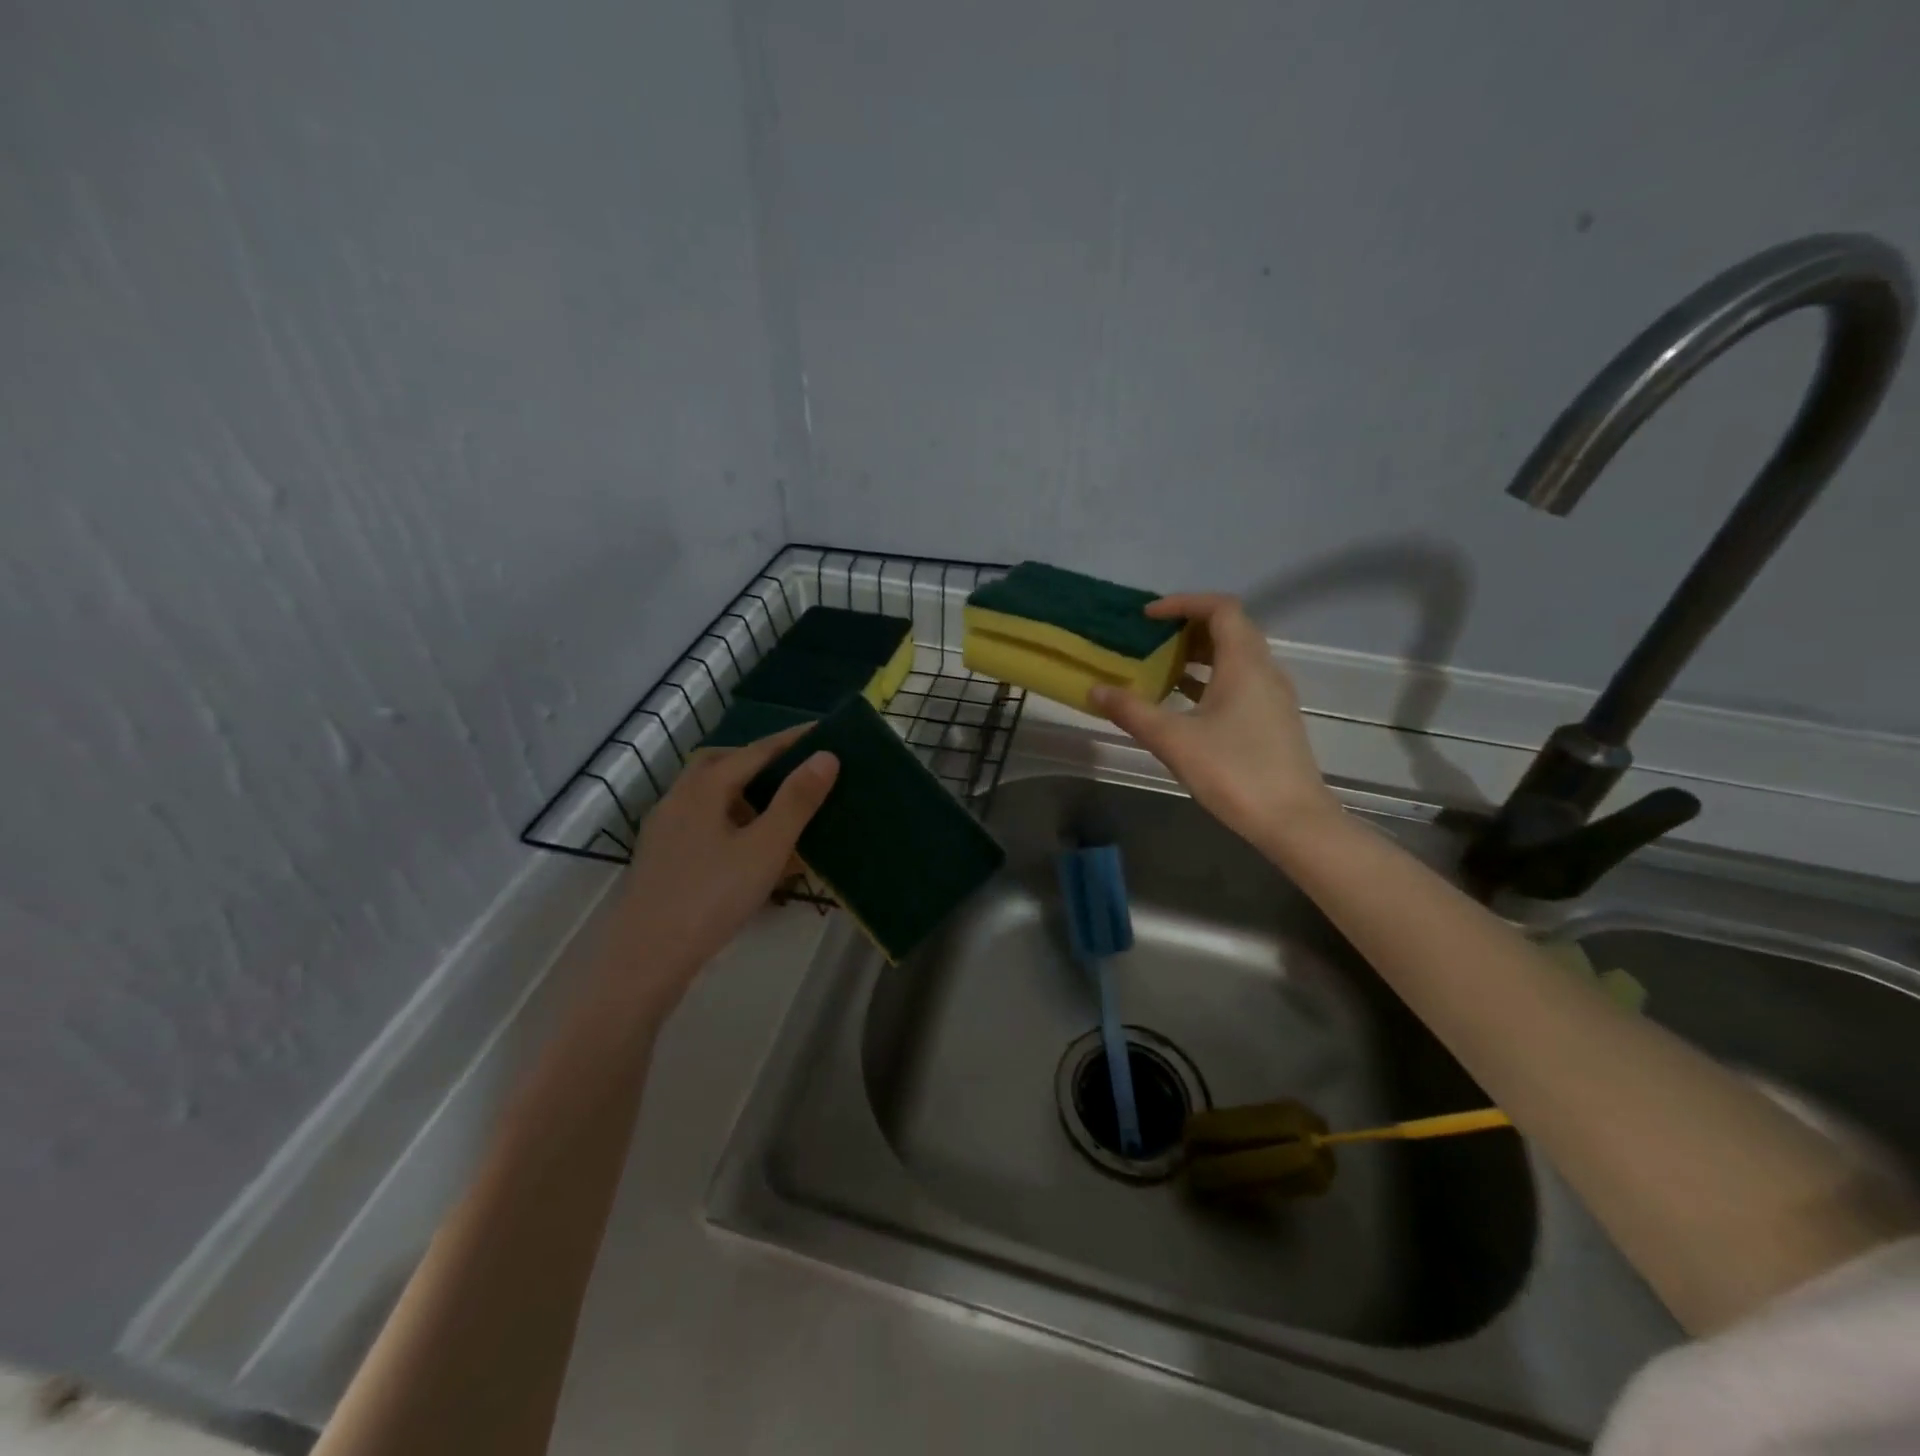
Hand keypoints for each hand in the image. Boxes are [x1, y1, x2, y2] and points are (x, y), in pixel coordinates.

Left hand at [597, 729, 837, 1020]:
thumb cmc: (712, 897)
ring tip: (774, 806)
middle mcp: (678, 799)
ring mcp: (664, 829)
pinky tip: (744, 845)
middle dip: (757, 760)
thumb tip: (826, 756)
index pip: (755, 752)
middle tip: (793, 767)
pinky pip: (699, 821)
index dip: (791, 740)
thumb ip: (797, 801)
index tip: (823, 730)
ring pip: (706, 793)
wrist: (647, 958)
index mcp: (703, 788)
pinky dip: (727, 817)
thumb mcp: (766, 848)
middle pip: (720, 764)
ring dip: (740, 789)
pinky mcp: (661, 857)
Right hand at [1089, 594, 1339, 849]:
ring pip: (1235, 657)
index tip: (1148, 616)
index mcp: (1245, 663)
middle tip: (1149, 639)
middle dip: (1187, 627)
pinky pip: (1239, 681)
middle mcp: (1264, 670)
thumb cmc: (1234, 772)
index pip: (1220, 608)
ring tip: (1159, 667)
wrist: (1293, 821)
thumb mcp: (1174, 740)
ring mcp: (1272, 696)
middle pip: (1229, 629)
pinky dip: (1210, 679)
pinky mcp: (1272, 720)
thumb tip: (1095, 690)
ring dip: (1198, 654)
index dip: (1183, 603)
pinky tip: (1183, 702)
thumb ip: (1132, 711)